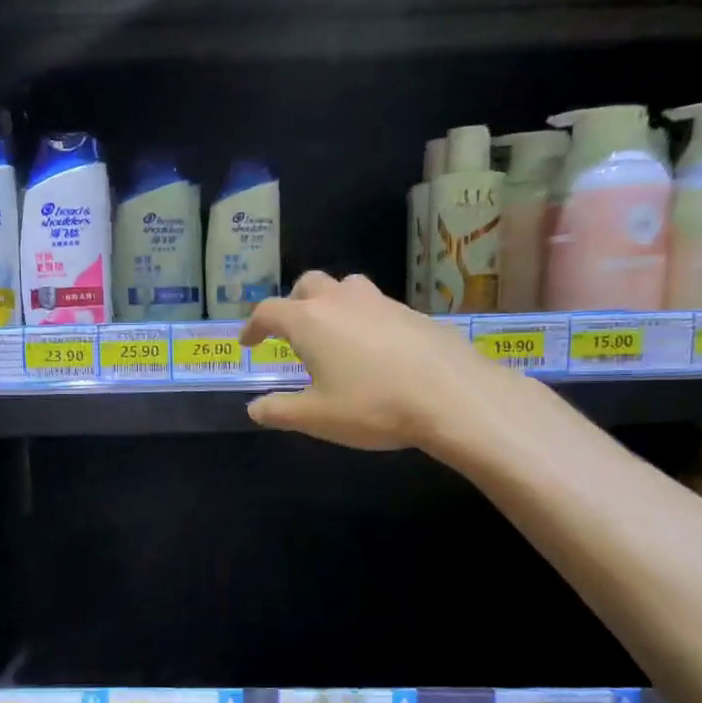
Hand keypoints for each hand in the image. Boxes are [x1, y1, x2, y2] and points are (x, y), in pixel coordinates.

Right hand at [239, 271, 487, 449]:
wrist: (452, 396)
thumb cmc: (373, 406)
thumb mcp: (316, 417)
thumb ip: (279, 411)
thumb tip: (254, 408)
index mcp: (310, 320)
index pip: (269, 311)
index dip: (253, 325)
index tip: (249, 342)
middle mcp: (342, 300)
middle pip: (308, 285)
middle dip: (293, 304)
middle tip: (291, 333)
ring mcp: (381, 302)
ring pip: (346, 287)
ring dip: (331, 303)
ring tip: (333, 333)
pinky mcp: (413, 312)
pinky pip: (376, 306)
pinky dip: (363, 319)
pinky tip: (374, 350)